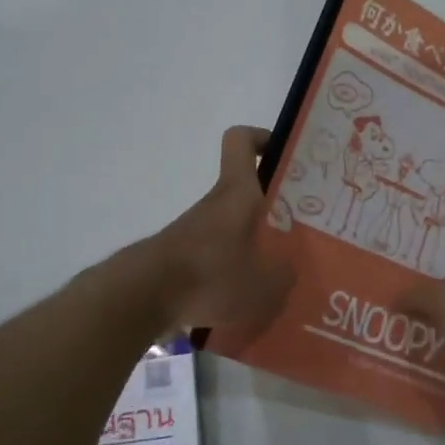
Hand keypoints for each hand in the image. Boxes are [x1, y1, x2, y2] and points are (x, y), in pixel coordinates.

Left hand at [143, 126, 293, 333]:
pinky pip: (214, 261)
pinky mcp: (180, 262)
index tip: (283, 156)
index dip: (262, 139)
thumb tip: (287, 270)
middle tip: (299, 232)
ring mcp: (193, 233)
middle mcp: (214, 205)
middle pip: (243, 192)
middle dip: (271, 209)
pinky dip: (230, 276)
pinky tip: (244, 305)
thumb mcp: (265, 284)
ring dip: (251, 247)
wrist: (145, 298)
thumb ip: (284, 274)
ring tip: (275, 280)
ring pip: (230, 229)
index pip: (241, 141)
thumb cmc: (211, 276)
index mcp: (237, 193)